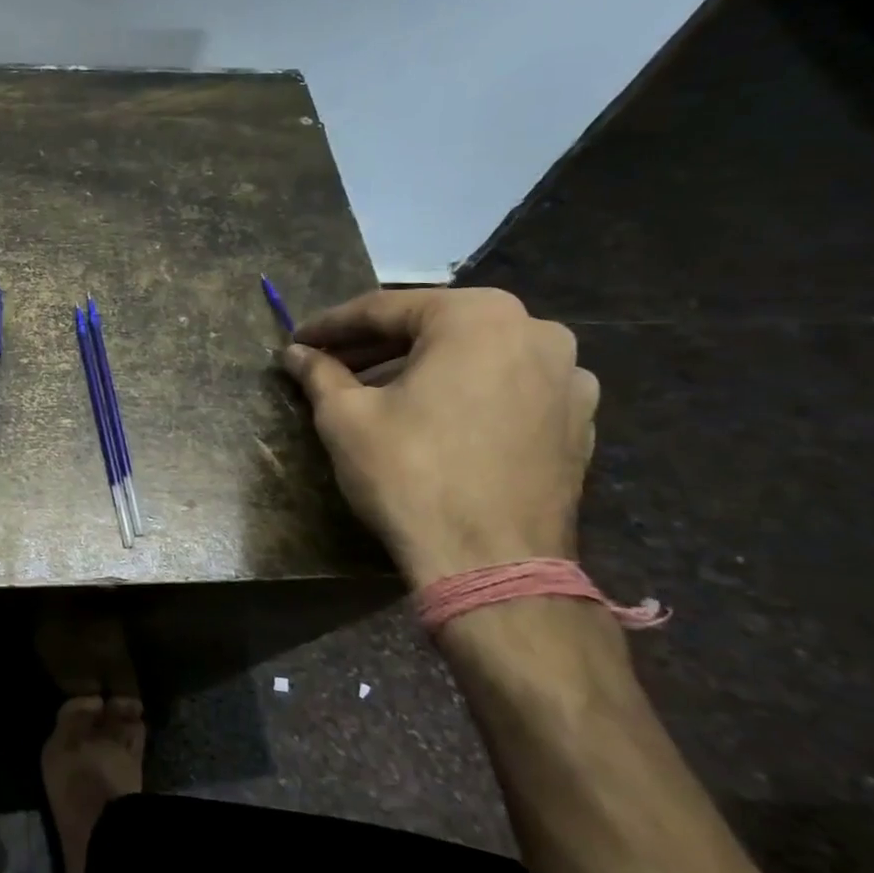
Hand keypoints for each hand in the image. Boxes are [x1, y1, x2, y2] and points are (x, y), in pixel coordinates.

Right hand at [281, 288, 596, 588]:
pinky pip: (507, 389)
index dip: (331, 326)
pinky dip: (464, 393)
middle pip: (434, 328)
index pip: (384, 309)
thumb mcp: (345, 417)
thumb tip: (295, 353)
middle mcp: (535, 331)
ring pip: (473, 357)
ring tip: (375, 391)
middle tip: (329, 363)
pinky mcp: (578, 421)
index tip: (296, 341)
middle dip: (375, 346)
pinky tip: (432, 418)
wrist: (492, 564)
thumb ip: (319, 373)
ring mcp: (568, 376)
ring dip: (420, 367)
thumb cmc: (410, 473)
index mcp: (477, 316)